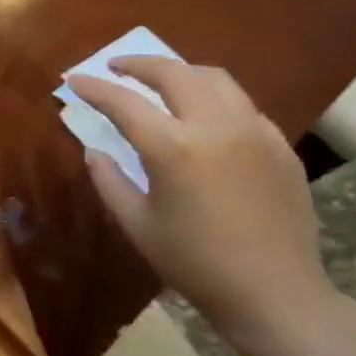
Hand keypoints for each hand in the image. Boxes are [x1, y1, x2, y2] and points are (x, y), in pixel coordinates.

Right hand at [68, 58, 333, 335]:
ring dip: (181, 72)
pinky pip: (243, 105)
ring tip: (161, 81)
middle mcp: (215, 126)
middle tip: (116, 67)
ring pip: (216, 79)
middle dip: (139, 64)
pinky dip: (215, 98)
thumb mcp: (137, 224)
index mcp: (173, 148)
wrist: (273, 291)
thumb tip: (95, 151)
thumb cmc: (193, 262)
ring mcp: (255, 131)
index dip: (94, 88)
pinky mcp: (281, 145)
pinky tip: (205, 117)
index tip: (74, 80)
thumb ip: (109, 181)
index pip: (123, 102)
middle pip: (174, 73)